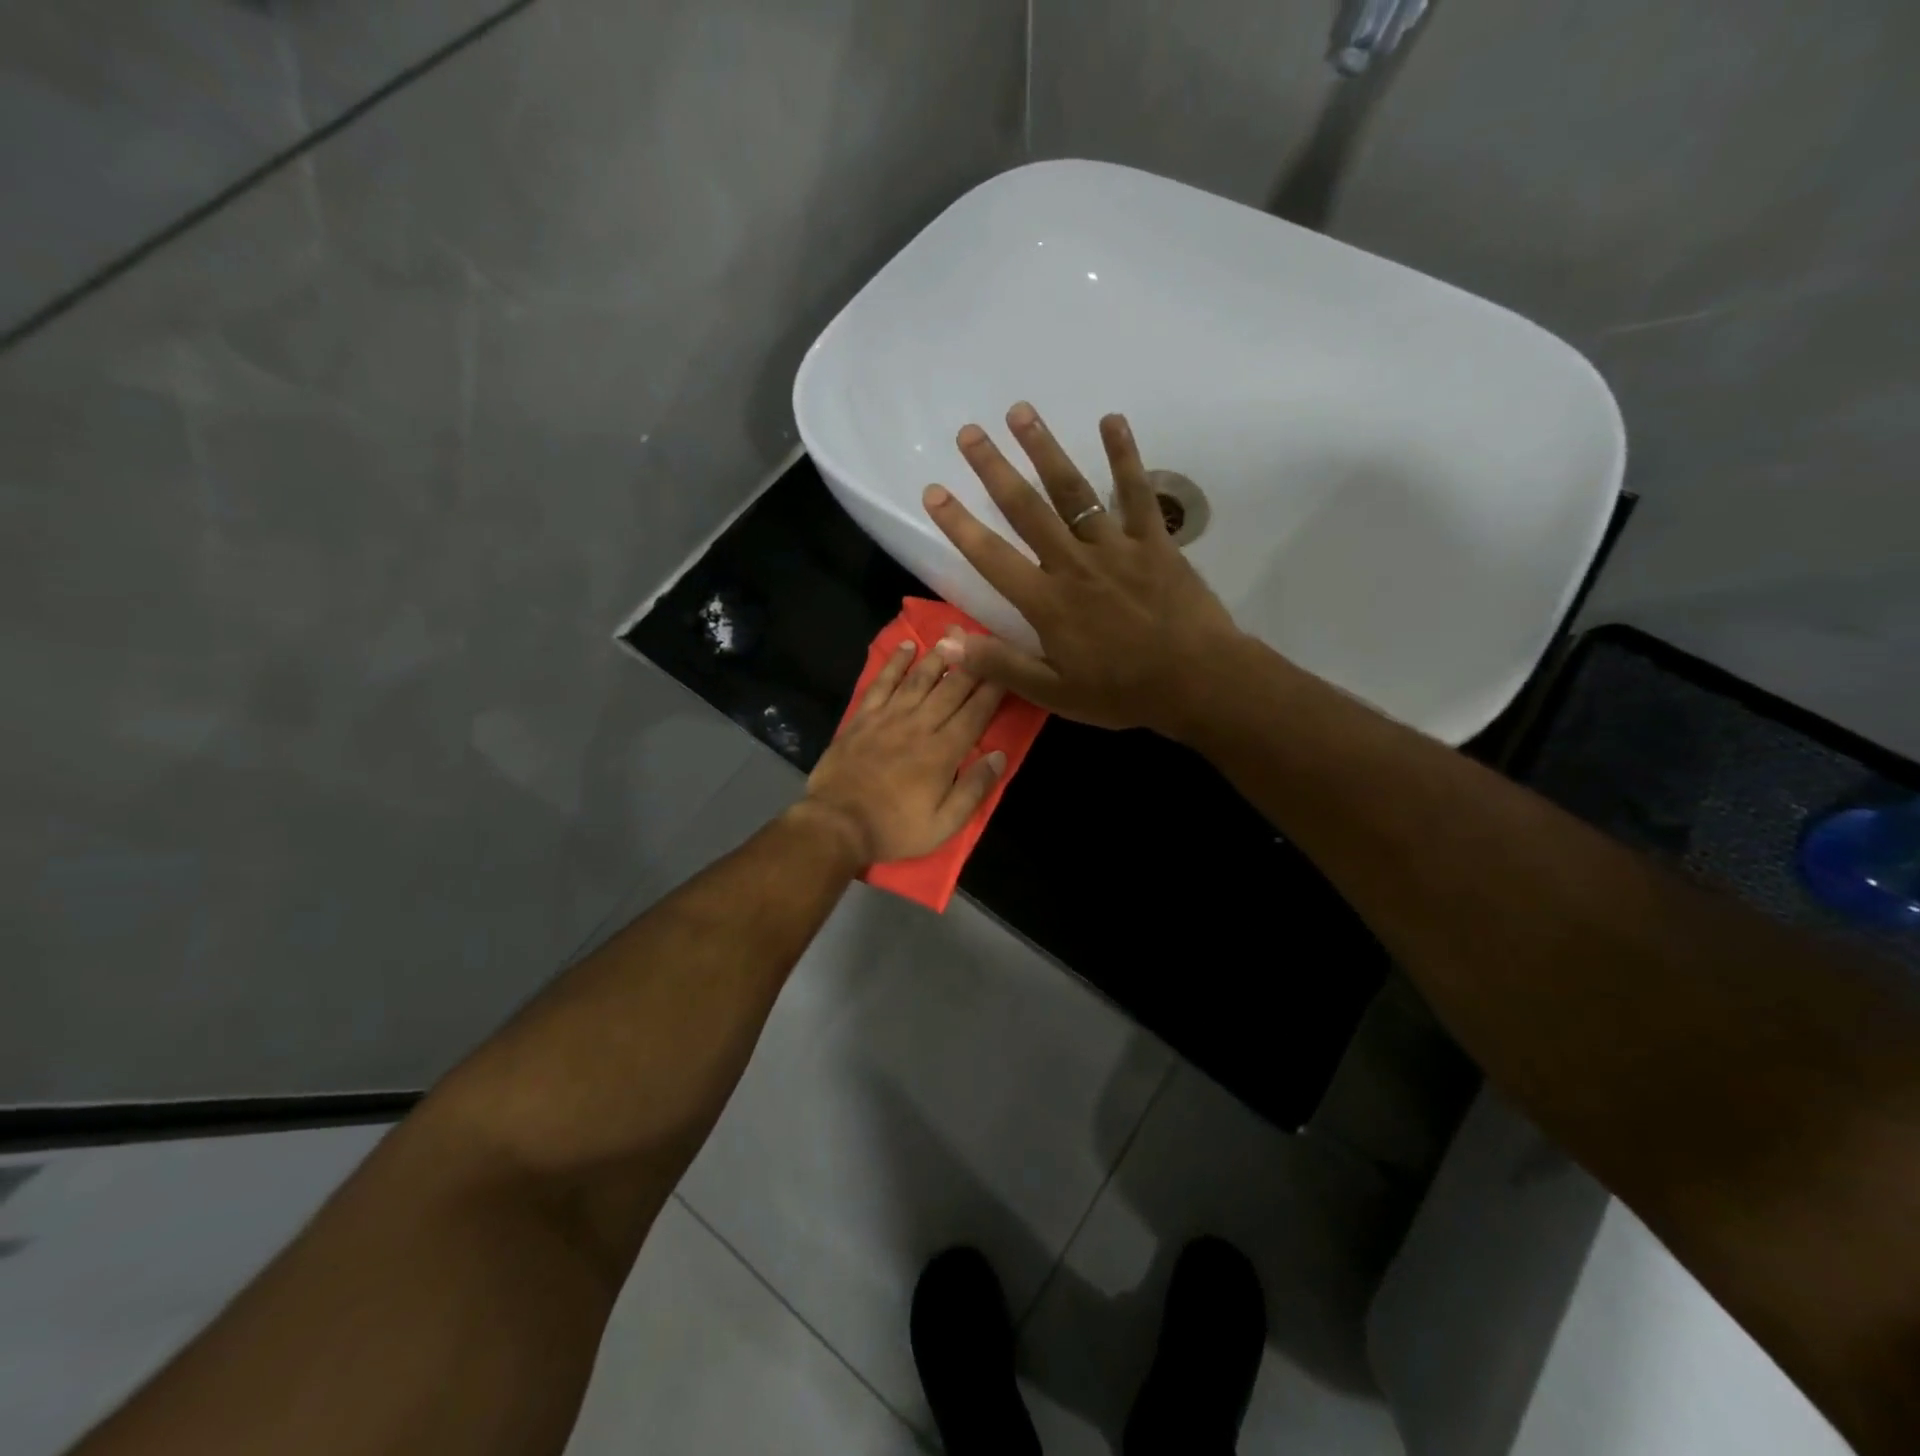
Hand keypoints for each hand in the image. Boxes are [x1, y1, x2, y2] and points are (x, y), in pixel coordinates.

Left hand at [803, 637, 1007, 863]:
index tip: (1007, 670)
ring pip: (919, 680)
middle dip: (972, 666)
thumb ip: (973, 789)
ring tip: (953, 637)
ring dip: (938, 658)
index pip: (975, 714)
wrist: (837, 824)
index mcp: (942, 752)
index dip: (993, 691)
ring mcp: (888, 718)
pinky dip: (894, 663)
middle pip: (950, 690)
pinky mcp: (863, 718)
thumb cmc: (895, 828)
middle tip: (986, 642)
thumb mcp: (944, 824)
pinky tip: (906, 647)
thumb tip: (999, 756)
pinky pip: (882, 683)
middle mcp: (919, 726)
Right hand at [921, 403, 1246, 735]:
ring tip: (1021, 412)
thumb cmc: (1122, 692)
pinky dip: (1125, 455)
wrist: (1197, 682)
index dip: (959, 524)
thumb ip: (1001, 665)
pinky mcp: (1154, 541)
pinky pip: (1136, 493)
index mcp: (1046, 602)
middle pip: (1027, 509)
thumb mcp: (1054, 693)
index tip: (934, 491)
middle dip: (994, 469)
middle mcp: (1073, 564)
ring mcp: (1115, 547)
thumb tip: (947, 645)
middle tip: (969, 432)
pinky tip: (1111, 420)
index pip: (991, 557)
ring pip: (1073, 491)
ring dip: (1045, 449)